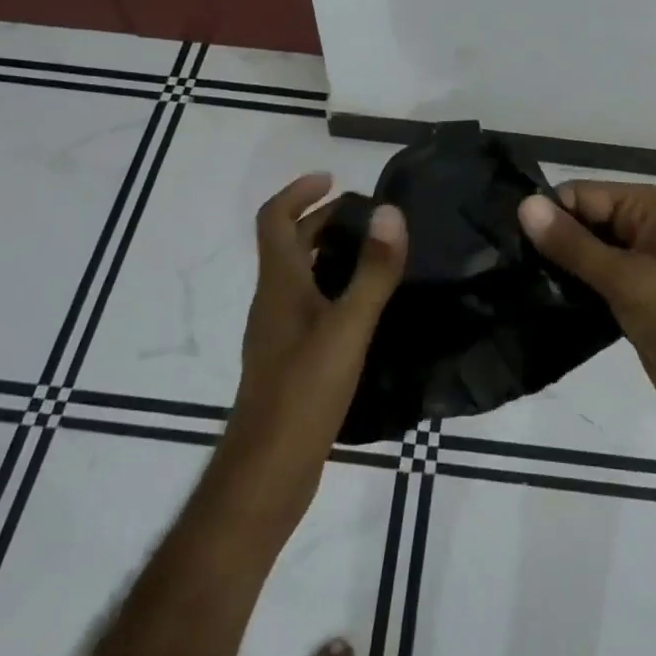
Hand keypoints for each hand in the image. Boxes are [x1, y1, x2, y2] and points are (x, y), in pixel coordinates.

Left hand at [226, 173, 406, 515]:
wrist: (265, 477)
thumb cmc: (302, 394)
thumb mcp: (347, 328)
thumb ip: (372, 272)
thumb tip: (390, 212)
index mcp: (279, 285)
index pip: (274, 219)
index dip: (299, 191)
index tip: (334, 178)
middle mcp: (272, 302)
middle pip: (288, 245)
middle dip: (321, 219)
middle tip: (367, 216)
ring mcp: (277, 335)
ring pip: (298, 277)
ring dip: (327, 254)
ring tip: (372, 254)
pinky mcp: (287, 362)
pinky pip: (308, 307)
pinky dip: (331, 289)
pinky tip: (363, 310)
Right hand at [519, 182, 655, 488]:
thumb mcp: (628, 279)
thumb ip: (573, 244)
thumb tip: (524, 204)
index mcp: (649, 208)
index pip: (580, 195)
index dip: (546, 215)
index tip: (503, 242)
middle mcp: (644, 229)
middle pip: (582, 222)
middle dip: (548, 243)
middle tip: (499, 267)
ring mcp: (640, 269)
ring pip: (585, 257)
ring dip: (556, 271)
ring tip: (510, 286)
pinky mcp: (634, 304)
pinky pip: (594, 287)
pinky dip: (571, 294)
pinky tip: (537, 305)